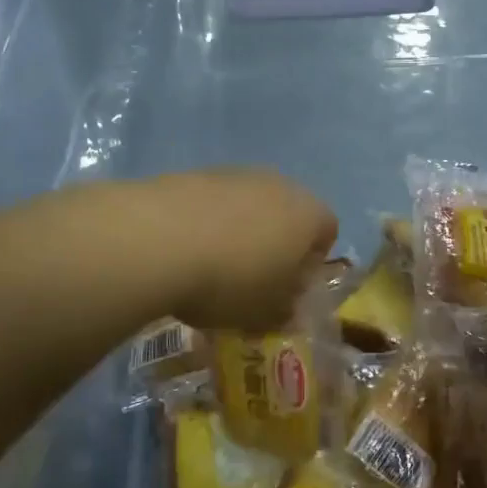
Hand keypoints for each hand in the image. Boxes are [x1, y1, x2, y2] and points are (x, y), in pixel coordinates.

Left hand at [151, 168, 337, 330]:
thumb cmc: (230, 281)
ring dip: (239, 232)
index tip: (287, 289)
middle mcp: (279, 184)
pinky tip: (184, 251)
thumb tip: (287, 308)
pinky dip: (206, 223)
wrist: (158, 239)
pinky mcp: (196, 173)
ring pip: (249, 205)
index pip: (327, 232)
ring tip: (211, 267)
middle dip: (274, 245)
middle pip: (287, 214)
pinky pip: (213, 202)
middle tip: (251, 281)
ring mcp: (236, 174)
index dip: (311, 263)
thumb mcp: (265, 314)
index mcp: (308, 214)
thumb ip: (284, 312)